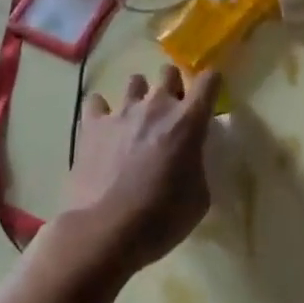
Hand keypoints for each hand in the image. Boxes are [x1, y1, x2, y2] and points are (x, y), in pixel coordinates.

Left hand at [61, 65, 219, 277]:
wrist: (107, 232)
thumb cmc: (162, 218)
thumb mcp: (199, 198)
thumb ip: (197, 166)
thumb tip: (190, 160)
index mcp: (188, 121)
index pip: (208, 80)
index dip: (211, 84)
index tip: (209, 96)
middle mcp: (157, 106)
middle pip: (168, 71)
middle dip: (172, 86)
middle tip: (170, 112)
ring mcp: (122, 112)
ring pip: (135, 81)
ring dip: (139, 96)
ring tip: (135, 119)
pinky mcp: (92, 125)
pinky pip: (95, 102)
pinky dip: (100, 111)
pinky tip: (102, 127)